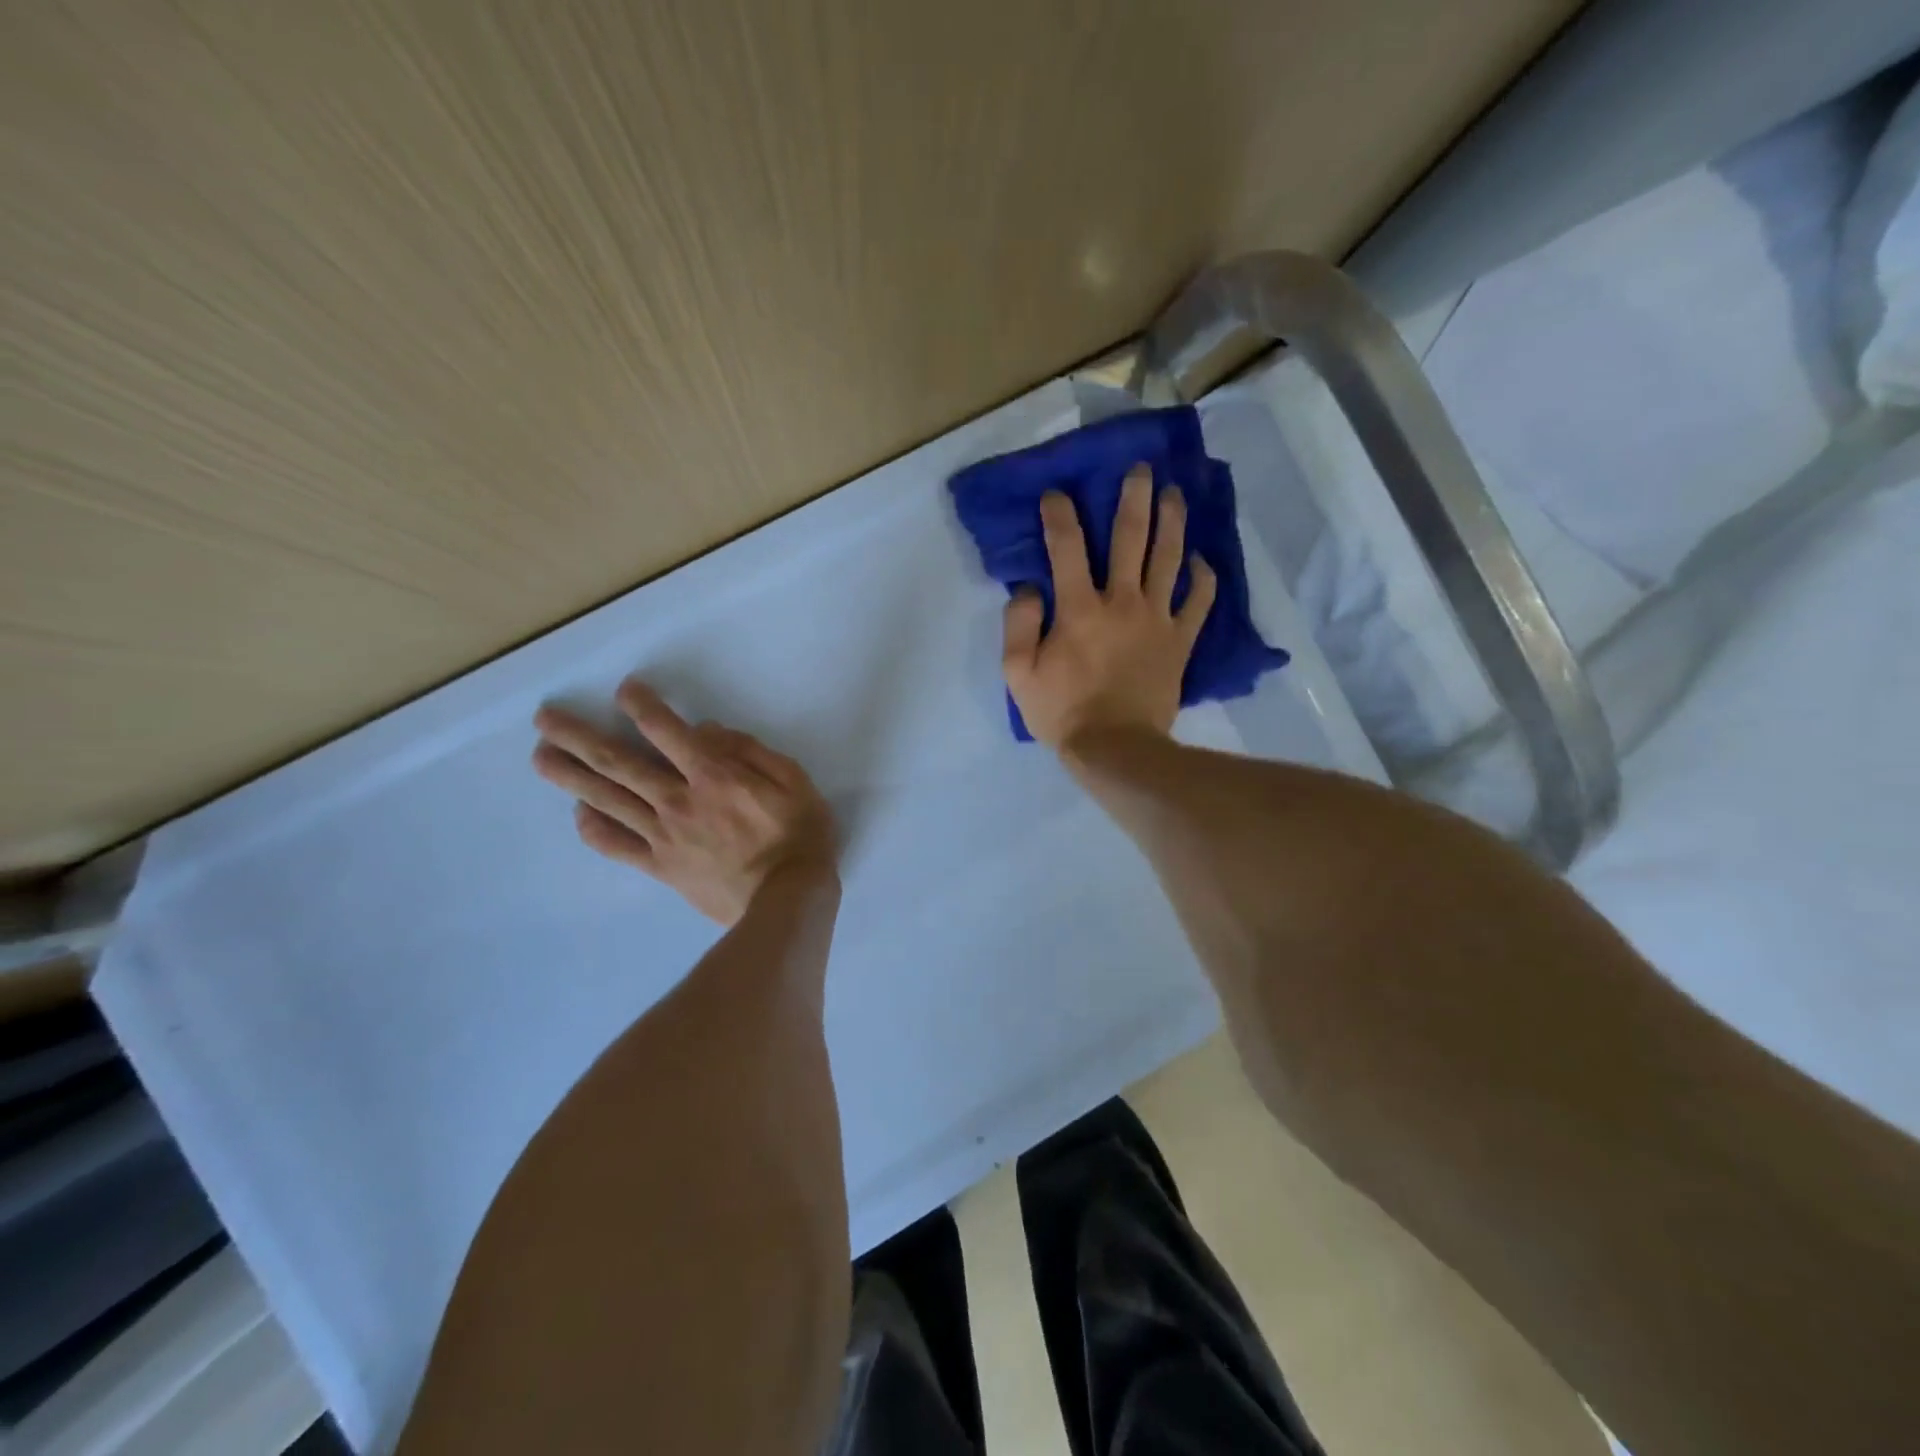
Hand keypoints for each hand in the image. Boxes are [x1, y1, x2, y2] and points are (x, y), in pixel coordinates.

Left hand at [532, 680, 836, 924]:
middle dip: (579, 736)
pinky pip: (617, 845)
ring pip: (607, 800)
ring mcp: (663, 836)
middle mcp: (677, 800)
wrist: (787, 900)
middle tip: (544, 719)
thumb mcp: (793, 780)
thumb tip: (705, 731)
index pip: (666, 731)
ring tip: (541, 757)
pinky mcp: (660, 867)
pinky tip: (579, 813)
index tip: (624, 690)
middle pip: (618, 763)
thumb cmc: (799, 834)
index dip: (641, 705)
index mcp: (712, 775)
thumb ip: (749, 750)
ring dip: (570, 776)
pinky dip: (593, 828)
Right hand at [1003, 464, 1215, 748]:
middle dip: (1134, 498)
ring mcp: (1157, 619)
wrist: (1115, 748)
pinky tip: (1201, 561)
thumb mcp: (1018, 674)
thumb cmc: (1062, 711)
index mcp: (1078, 608)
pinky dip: (1203, 578)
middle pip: (1131, 537)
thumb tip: (1029, 588)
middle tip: (1141, 470)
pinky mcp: (1180, 640)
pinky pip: (1198, 601)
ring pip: (1169, 558)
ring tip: (1175, 495)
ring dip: (1172, 522)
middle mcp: (1122, 601)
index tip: (1057, 494)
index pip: (1066, 547)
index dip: (1060, 515)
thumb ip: (1018, 625)